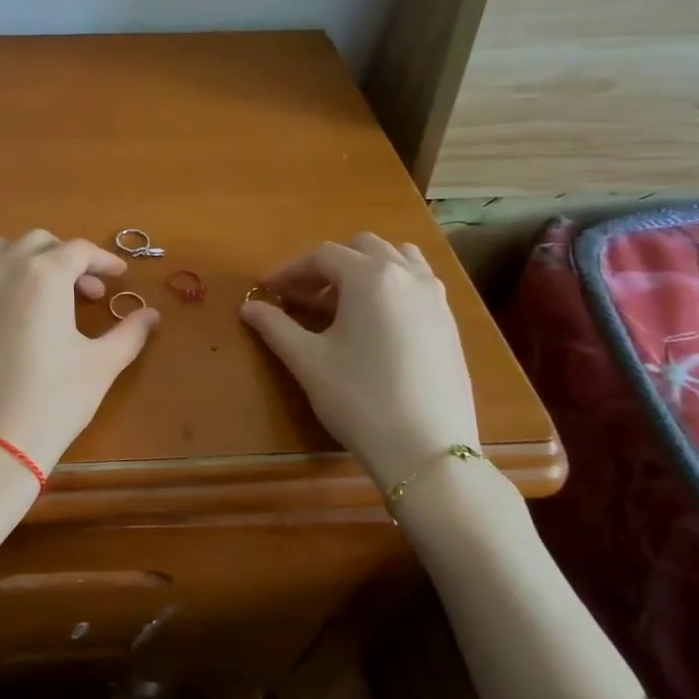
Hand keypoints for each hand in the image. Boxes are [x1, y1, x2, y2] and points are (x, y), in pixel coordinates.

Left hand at [0, 230, 160, 488]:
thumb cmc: (55, 399)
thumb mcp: (101, 364)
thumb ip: (130, 332)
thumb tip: (152, 315)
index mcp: (43, 274)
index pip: (79, 250)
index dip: (104, 260)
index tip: (119, 276)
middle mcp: (5, 270)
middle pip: (40, 242)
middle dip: (68, 258)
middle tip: (89, 292)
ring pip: (4, 250)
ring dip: (31, 259)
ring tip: (50, 292)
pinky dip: (3, 277)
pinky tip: (17, 309)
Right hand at [240, 233, 479, 487]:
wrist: (426, 450)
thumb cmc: (359, 398)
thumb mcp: (307, 361)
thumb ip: (275, 326)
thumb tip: (248, 307)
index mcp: (370, 277)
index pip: (322, 256)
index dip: (290, 270)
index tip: (268, 290)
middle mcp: (407, 275)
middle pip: (361, 248)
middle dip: (328, 266)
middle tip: (302, 298)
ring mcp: (435, 297)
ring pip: (397, 258)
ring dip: (365, 269)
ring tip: (343, 302)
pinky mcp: (450, 323)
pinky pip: (418, 283)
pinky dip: (392, 286)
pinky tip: (376, 323)